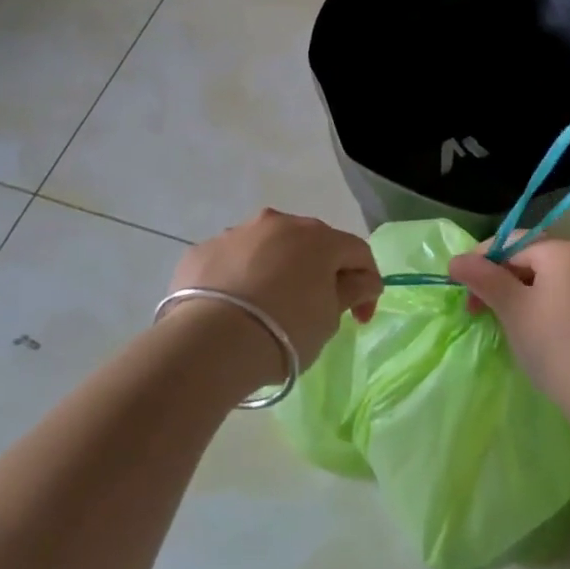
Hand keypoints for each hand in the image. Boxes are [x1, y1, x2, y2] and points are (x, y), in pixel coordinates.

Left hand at [170, 209, 381, 371]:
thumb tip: (362, 280)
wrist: (210, 344)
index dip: (367, 285)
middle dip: (319, 271)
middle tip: (316, 310)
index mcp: (318, 237)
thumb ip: (351, 292)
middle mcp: (279, 223)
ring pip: (267, 248)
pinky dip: (238, 279)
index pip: (357, 252)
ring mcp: (237, 233)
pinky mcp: (202, 251)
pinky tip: (233, 309)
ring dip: (276, 271)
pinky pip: (231, 262)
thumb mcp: (330, 319)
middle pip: (310, 244)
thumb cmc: (285, 330)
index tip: (359, 319)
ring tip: (268, 309)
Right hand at [448, 237, 569, 427]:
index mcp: (565, 249)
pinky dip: (547, 304)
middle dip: (501, 280)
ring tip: (505, 322)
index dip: (481, 261)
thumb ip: (484, 279)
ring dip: (523, 293)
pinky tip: (537, 331)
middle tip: (478, 310)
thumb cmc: (558, 347)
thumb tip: (456, 260)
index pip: (512, 243)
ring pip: (551, 278)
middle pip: (533, 258)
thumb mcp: (514, 310)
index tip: (461, 289)